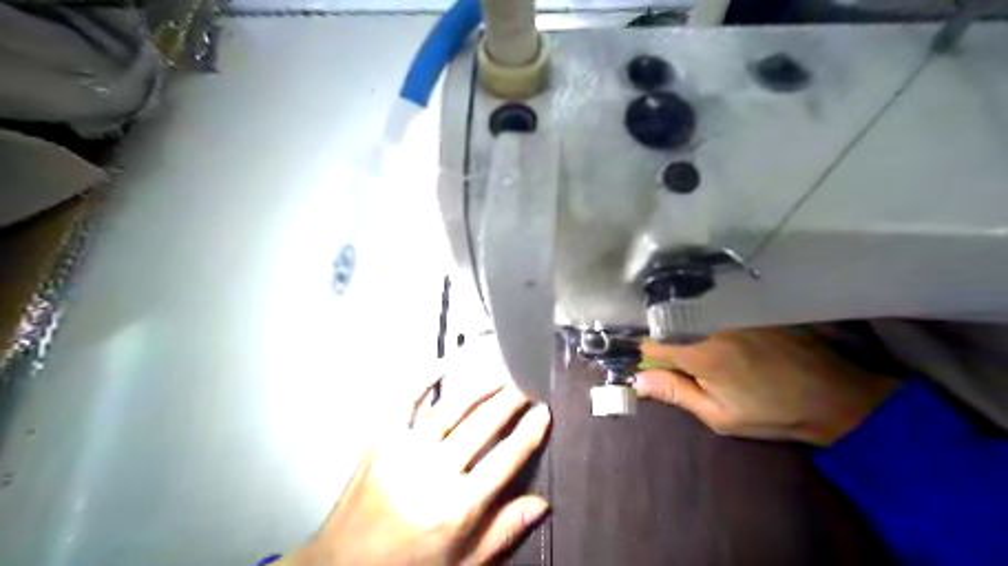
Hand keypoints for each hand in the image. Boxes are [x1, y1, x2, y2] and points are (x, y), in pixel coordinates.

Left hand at [282, 365, 548, 563]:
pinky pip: (407, 399)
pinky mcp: (382, 438)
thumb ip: (502, 531)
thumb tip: (542, 504)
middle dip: (510, 400)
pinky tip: (444, 362)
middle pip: (483, 425)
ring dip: (481, 386)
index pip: (506, 458)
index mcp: (457, 506)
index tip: (544, 411)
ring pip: (452, 408)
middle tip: (527, 383)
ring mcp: (405, 450)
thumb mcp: (462, 563)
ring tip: (501, 372)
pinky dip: (425, 377)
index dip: (529, 432)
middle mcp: (434, 471)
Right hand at [633, 328, 901, 445]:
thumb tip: (637, 380)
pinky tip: (711, 331)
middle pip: (666, 324)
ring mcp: (732, 311)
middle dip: (659, 339)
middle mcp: (711, 323)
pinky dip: (701, 318)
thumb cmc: (773, 413)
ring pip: (688, 313)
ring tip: (687, 345)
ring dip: (679, 326)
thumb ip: (676, 393)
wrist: (835, 396)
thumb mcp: (720, 416)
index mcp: (700, 352)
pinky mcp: (749, 307)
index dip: (639, 354)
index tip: (638, 364)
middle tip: (664, 359)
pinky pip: (711, 308)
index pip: (650, 343)